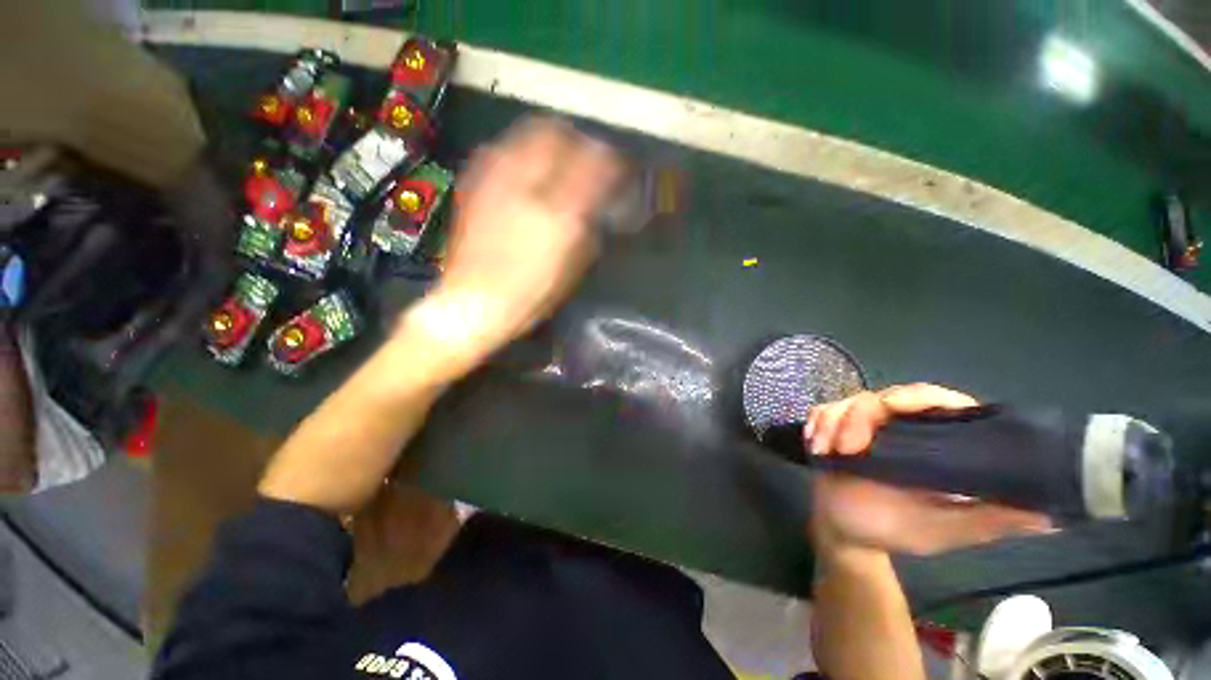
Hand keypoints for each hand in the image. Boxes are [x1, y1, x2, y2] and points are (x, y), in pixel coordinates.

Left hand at [400, 117, 621, 376]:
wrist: (473, 303)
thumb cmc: (531, 295)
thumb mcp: (571, 268)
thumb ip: (588, 229)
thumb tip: (596, 204)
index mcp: (558, 214)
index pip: (593, 166)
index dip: (610, 162)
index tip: (617, 168)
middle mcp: (527, 186)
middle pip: (556, 134)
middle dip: (577, 140)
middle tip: (587, 154)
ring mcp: (495, 181)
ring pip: (525, 134)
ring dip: (549, 139)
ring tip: (558, 156)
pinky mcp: (474, 184)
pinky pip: (500, 150)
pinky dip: (520, 151)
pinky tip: (525, 169)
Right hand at [807, 383, 1051, 557]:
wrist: (842, 531)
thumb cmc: (891, 530)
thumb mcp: (942, 530)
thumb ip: (989, 521)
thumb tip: (1051, 514)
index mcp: (935, 443)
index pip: (936, 399)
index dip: (918, 396)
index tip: (892, 408)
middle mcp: (902, 427)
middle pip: (883, 396)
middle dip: (858, 417)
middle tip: (846, 448)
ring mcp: (865, 425)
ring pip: (848, 402)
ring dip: (833, 424)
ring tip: (826, 453)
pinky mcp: (835, 426)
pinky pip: (823, 411)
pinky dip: (817, 424)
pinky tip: (816, 446)